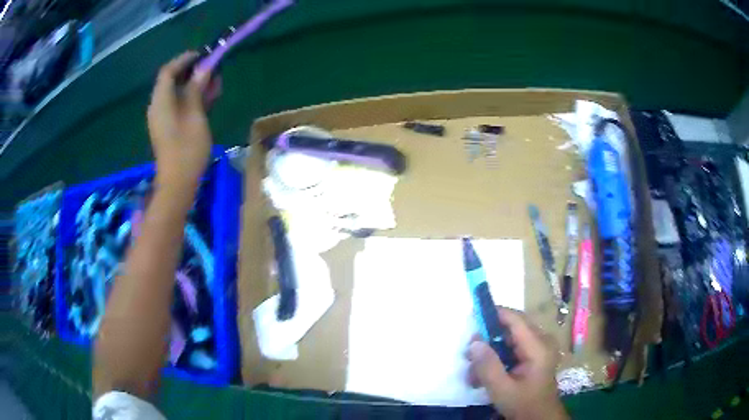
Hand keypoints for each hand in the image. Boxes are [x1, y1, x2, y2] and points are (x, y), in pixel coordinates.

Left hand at [147, 52, 213, 190]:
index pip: (168, 71)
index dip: (184, 60)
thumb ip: (196, 89)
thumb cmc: (186, 149)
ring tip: (216, 82)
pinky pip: (179, 106)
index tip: (202, 54)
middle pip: (172, 81)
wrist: (178, 184)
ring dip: (195, 85)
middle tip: (213, 68)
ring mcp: (163, 118)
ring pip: (178, 93)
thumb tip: (203, 68)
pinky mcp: (169, 128)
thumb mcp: (195, 115)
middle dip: (192, 72)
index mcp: (161, 101)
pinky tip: (209, 98)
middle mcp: (158, 107)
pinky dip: (192, 99)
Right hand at [467, 308, 567, 419]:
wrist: (540, 418)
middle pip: (512, 328)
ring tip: (474, 372)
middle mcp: (542, 341)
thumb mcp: (502, 389)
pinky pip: (513, 348)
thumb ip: (488, 366)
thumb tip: (474, 341)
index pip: (516, 319)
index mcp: (538, 347)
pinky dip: (498, 358)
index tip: (473, 315)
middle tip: (469, 354)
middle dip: (488, 339)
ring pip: (510, 339)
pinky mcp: (535, 355)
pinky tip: (485, 375)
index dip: (495, 313)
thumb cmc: (523, 404)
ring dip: (491, 352)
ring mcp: (540, 348)